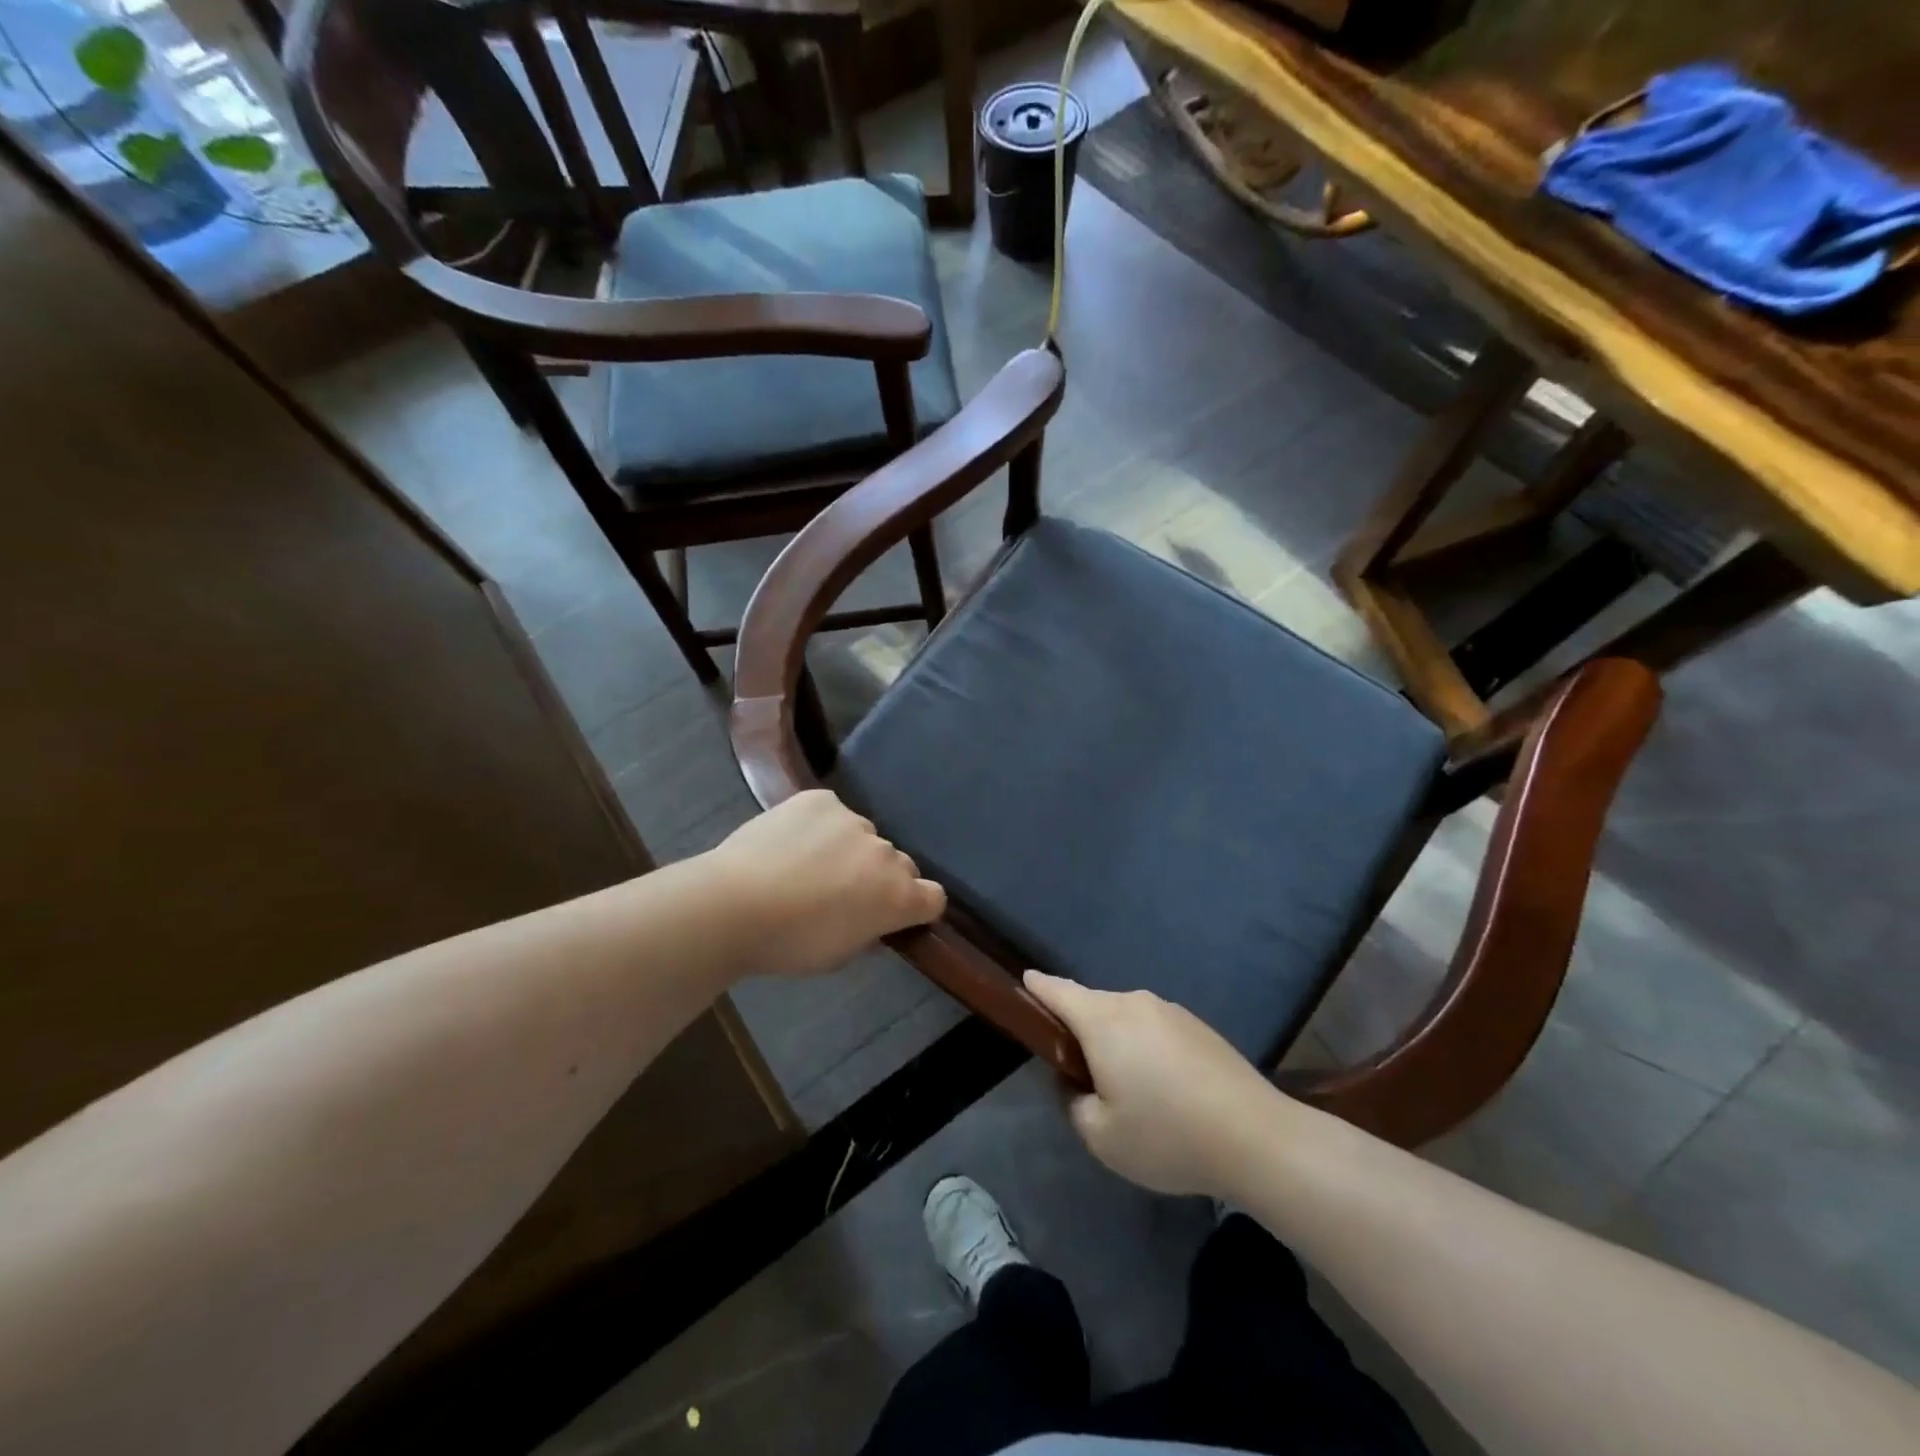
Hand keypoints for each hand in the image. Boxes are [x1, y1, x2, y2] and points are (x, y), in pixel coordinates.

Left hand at [707, 790, 945, 978]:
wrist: (734, 905)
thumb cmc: (789, 944)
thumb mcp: (840, 955)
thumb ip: (868, 932)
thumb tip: (872, 920)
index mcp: (898, 896)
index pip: (934, 897)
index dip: (917, 907)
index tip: (894, 916)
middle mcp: (886, 853)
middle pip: (898, 864)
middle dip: (879, 878)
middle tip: (842, 894)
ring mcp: (853, 820)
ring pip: (863, 836)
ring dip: (849, 850)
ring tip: (807, 866)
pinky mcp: (821, 799)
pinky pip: (832, 813)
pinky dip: (820, 826)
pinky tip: (792, 842)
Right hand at [1024, 971, 1285, 1198]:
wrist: (1256, 1137)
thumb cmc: (1167, 1135)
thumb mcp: (1101, 1136)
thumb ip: (1073, 1103)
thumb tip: (1076, 1082)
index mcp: (1103, 1020)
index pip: (1058, 990)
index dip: (1037, 988)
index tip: (1024, 983)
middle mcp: (1135, 1002)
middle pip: (1092, 1005)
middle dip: (1078, 1027)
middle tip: (1079, 1071)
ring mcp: (1171, 1011)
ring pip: (1126, 1018)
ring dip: (1116, 1040)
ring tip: (1126, 1087)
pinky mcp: (1199, 1026)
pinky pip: (1155, 1028)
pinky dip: (1146, 1048)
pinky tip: (1163, 1088)